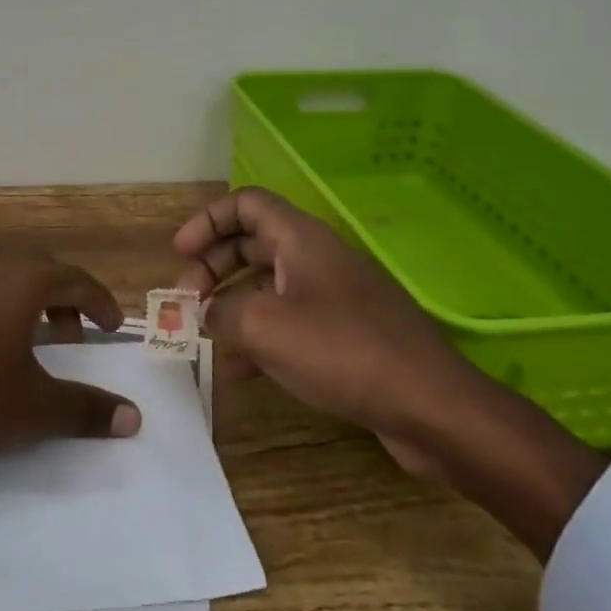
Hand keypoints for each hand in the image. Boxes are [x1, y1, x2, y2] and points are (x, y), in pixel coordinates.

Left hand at [0, 248, 140, 494]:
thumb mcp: (31, 408)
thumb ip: (85, 410)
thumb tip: (134, 418)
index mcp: (20, 281)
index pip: (75, 279)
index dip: (100, 302)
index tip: (114, 328)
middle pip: (41, 267)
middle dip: (66, 295)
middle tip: (76, 334)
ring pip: (7, 273)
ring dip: (31, 297)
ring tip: (38, 338)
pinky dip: (1, 303)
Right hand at [175, 189, 607, 559]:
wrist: (431, 406)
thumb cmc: (343, 351)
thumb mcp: (265, 327)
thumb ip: (221, 311)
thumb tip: (206, 312)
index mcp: (300, 239)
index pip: (245, 204)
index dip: (207, 221)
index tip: (179, 253)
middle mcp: (316, 258)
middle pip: (251, 244)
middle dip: (212, 267)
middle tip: (185, 300)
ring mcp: (333, 296)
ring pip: (268, 286)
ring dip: (232, 306)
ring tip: (204, 338)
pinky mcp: (345, 334)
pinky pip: (289, 322)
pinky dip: (259, 337)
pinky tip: (238, 372)